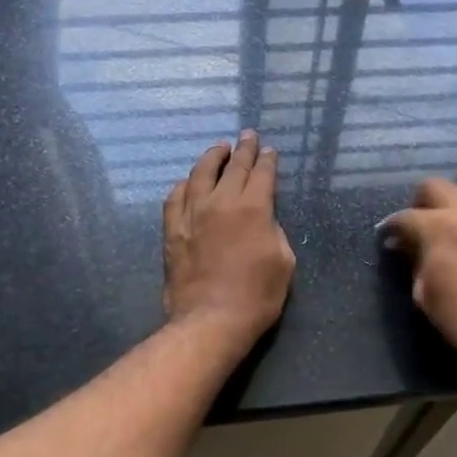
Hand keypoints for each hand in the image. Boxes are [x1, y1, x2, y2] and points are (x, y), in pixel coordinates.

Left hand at [163, 131, 295, 347]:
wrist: (212, 320)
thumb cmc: (257, 295)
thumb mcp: (284, 261)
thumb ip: (274, 231)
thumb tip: (262, 220)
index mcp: (254, 207)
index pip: (262, 173)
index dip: (267, 160)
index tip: (268, 150)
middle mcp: (221, 201)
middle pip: (233, 166)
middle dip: (243, 149)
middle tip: (248, 136)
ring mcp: (193, 214)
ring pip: (200, 173)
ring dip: (212, 157)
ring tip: (219, 148)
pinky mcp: (172, 230)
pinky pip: (175, 197)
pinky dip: (184, 184)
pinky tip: (188, 181)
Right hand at [384, 179, 456, 359]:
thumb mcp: (423, 289)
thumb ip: (412, 258)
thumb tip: (402, 244)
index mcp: (439, 225)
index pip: (405, 216)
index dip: (391, 228)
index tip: (387, 240)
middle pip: (434, 187)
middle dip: (418, 203)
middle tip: (413, 229)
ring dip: (443, 208)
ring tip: (436, 235)